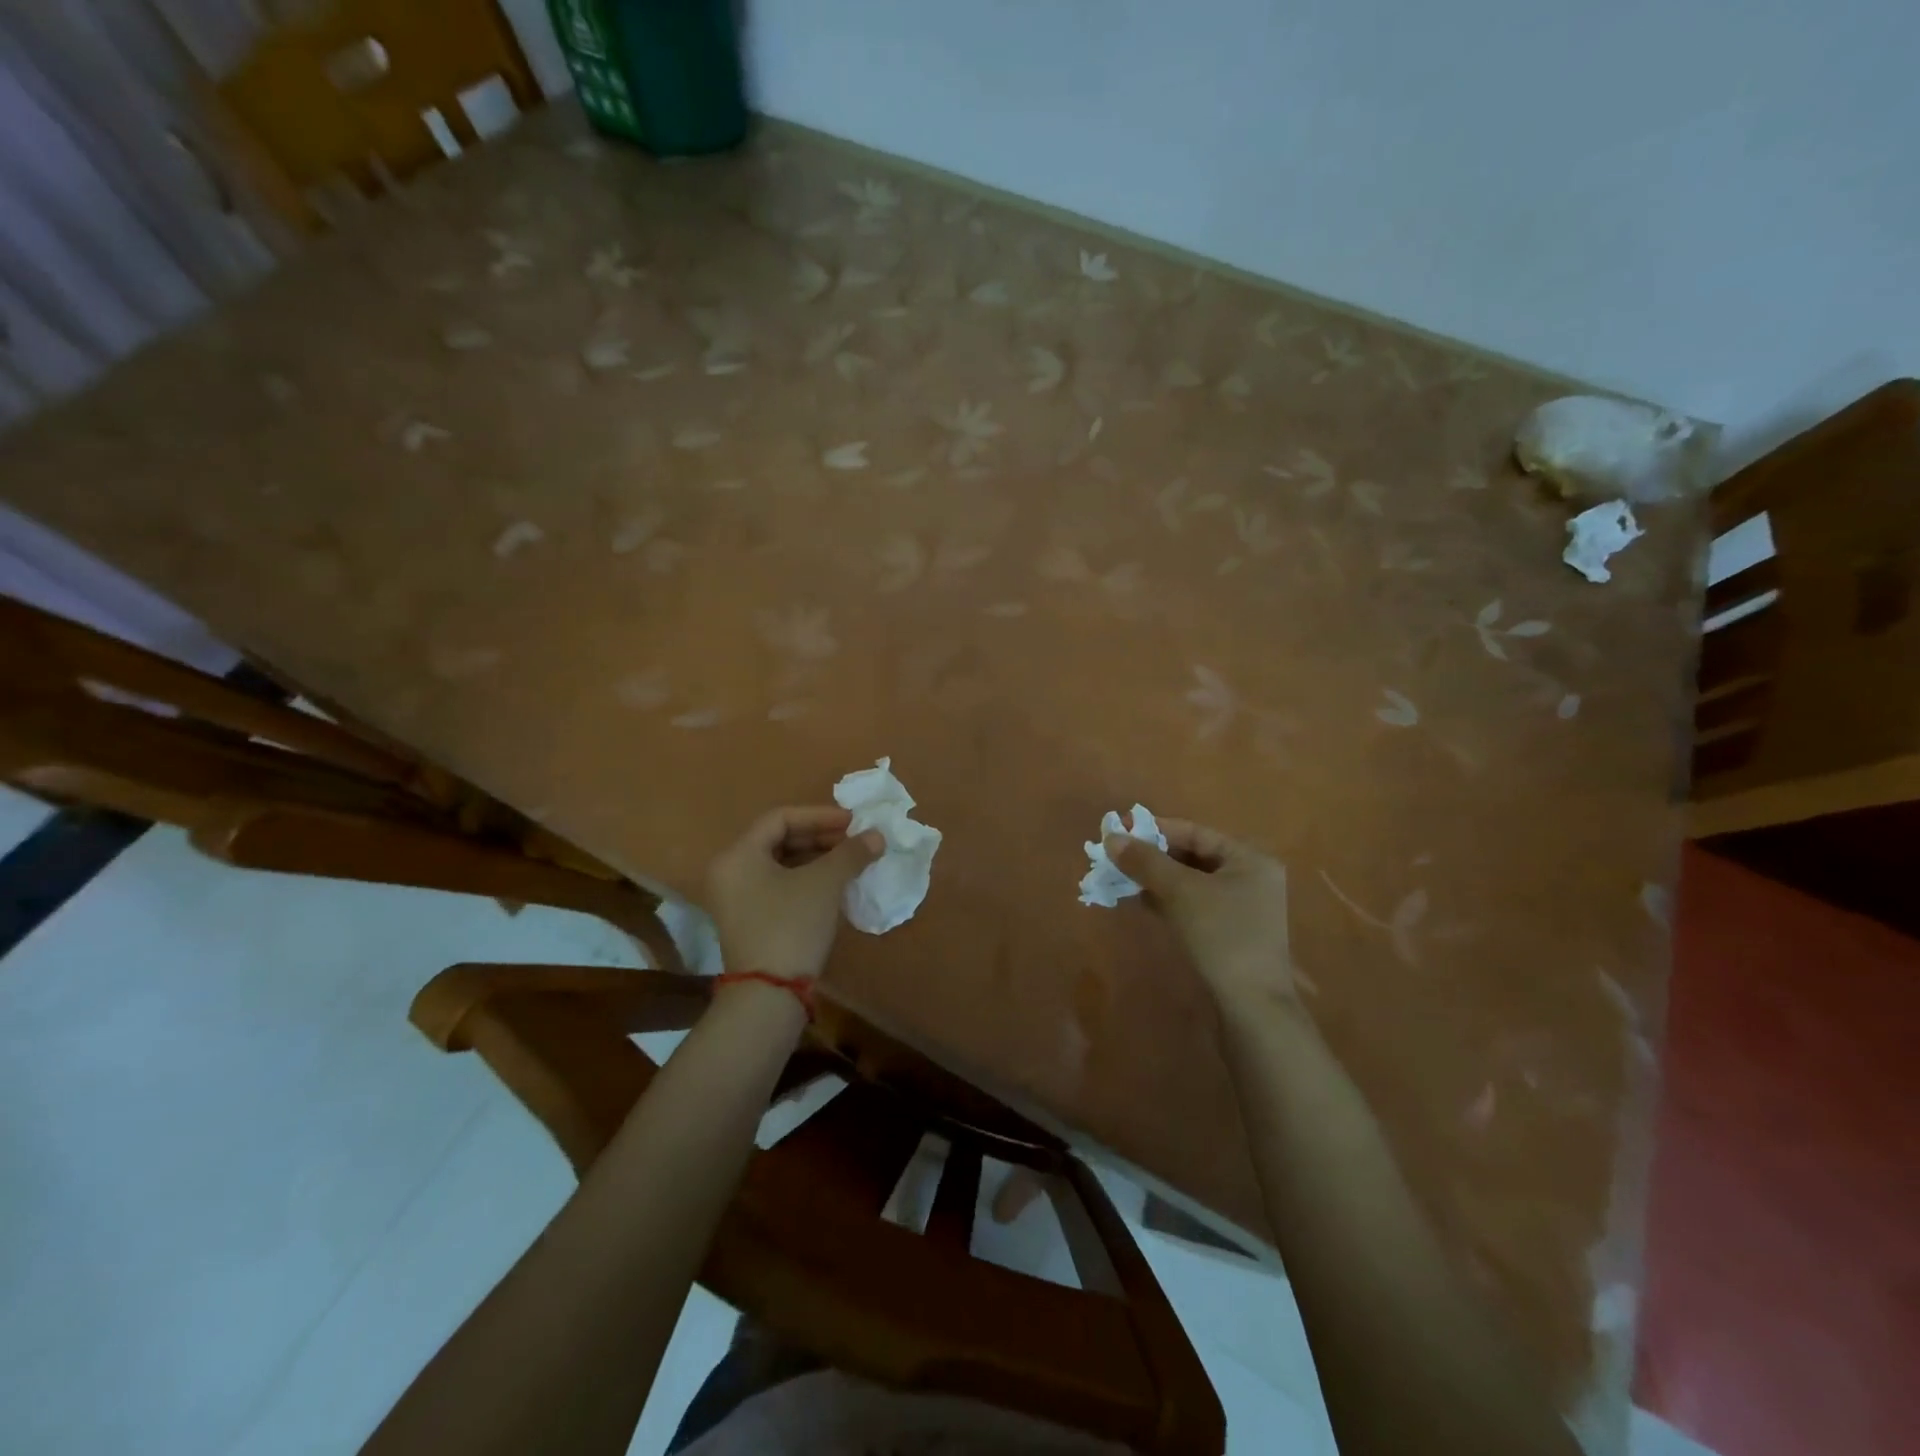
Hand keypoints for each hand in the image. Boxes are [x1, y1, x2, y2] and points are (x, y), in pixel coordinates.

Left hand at [707, 806, 883, 981]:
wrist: (769, 994)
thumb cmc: (791, 925)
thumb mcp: (825, 883)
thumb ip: (851, 853)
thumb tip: (877, 836)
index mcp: (738, 855)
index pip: (781, 818)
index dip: (820, 815)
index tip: (853, 822)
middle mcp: (730, 872)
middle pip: (779, 840)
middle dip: (821, 837)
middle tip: (855, 841)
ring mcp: (736, 900)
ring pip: (780, 865)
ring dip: (817, 859)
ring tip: (851, 861)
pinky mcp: (748, 921)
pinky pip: (778, 886)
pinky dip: (806, 880)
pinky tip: (835, 885)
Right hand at [1105, 818, 1297, 1006]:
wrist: (1251, 1007)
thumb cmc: (1221, 936)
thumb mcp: (1180, 892)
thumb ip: (1146, 861)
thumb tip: (1112, 838)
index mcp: (1249, 859)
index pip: (1195, 832)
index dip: (1155, 829)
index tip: (1119, 830)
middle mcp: (1249, 877)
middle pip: (1192, 856)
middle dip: (1152, 855)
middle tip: (1115, 855)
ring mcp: (1241, 907)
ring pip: (1190, 882)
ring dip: (1156, 878)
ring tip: (1120, 876)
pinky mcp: (1228, 932)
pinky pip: (1192, 904)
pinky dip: (1167, 899)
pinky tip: (1140, 900)